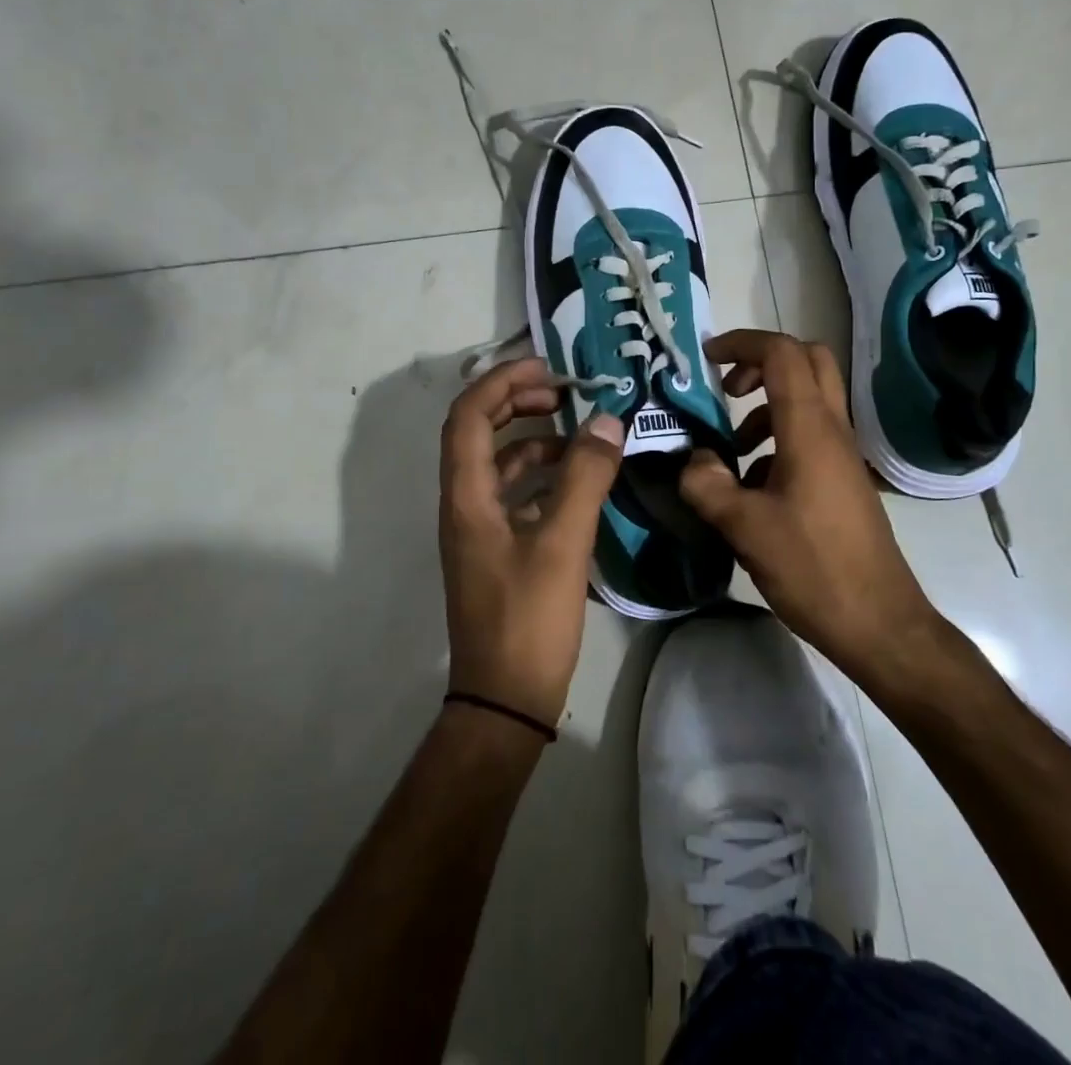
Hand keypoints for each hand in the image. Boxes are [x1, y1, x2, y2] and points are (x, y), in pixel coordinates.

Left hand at [439, 356, 624, 726]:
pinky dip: (541, 477)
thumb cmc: (528, 621)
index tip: (548, 368)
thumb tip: (606, 421)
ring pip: (498, 464)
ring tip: (580, 435)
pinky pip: (514, 495)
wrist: (505, 701)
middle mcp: (464, 505)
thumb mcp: (563, 544)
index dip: (502, 382)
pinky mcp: (496, 550)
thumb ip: (585, 478)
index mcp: (467, 497)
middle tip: (563, 393)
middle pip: (478, 432)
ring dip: (532, 440)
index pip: (468, 416)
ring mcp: (478, 530)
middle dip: (516, 402)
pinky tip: (578, 483)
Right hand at [678, 330, 933, 676]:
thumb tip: (692, 460)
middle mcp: (831, 430)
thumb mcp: (744, 527)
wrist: (879, 622)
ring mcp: (841, 455)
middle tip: (726, 389)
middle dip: (762, 362)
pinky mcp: (841, 481)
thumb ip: (707, 484)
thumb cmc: (813, 568)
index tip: (706, 359)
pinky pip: (808, 437)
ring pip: (807, 401)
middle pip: (808, 361)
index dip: (742, 343)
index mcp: (810, 429)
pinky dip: (776, 442)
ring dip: (765, 408)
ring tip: (728, 451)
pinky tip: (750, 488)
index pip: (782, 354)